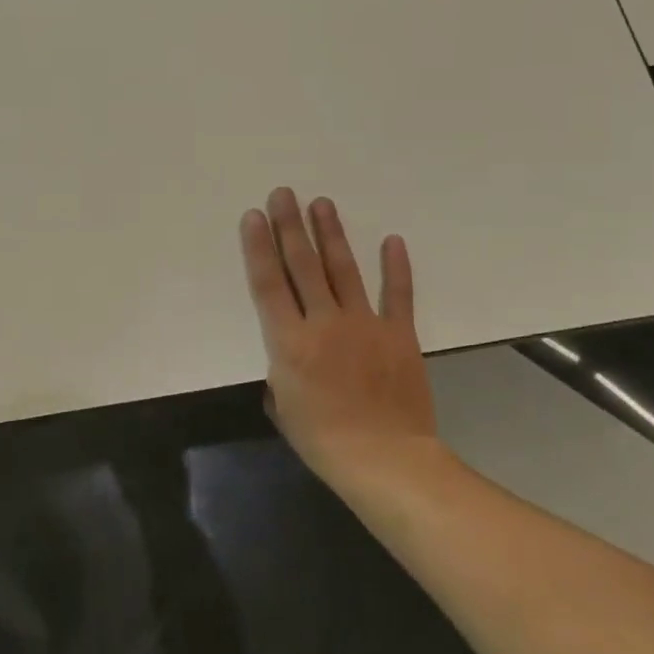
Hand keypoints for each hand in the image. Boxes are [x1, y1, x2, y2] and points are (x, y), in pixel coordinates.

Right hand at [239, 188, 438, 481]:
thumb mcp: (283, 408)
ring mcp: (365, 324)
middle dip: (290, 227)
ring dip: (331, 234)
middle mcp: (324, 322)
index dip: (259, 247)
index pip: (269, 284)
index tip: (254, 217)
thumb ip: (280, 374)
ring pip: (344, 270)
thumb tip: (286, 361)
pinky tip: (392, 240)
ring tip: (321, 203)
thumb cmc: (324, 440)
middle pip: (303, 266)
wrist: (385, 459)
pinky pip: (398, 294)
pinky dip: (396, 267)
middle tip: (284, 194)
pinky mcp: (399, 334)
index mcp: (290, 342)